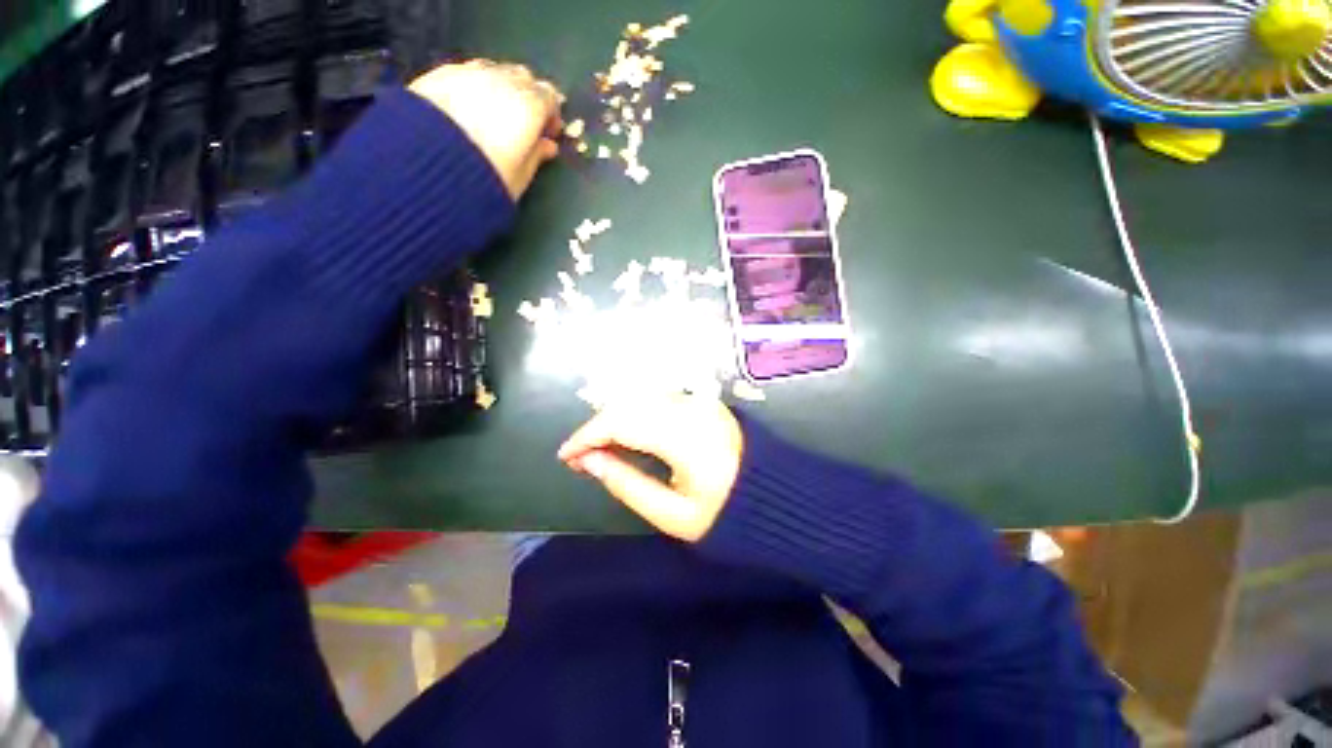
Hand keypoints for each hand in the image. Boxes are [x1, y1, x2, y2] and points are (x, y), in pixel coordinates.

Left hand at [409, 59, 563, 198]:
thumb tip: (548, 145)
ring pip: (494, 70)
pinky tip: (468, 108)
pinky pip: (466, 73)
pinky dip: (474, 85)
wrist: (426, 168)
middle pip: (523, 77)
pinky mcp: (439, 74)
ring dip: (500, 87)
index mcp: (528, 106)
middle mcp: (501, 81)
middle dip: (527, 96)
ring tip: (494, 114)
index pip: (549, 97)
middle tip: (523, 122)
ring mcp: (469, 73)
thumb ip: (537, 156)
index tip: (547, 134)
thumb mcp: (520, 177)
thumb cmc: (485, 179)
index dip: (551, 115)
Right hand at [557, 395, 743, 541]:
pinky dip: (636, 414)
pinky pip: (659, 401)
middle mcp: (691, 409)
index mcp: (685, 437)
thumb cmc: (727, 516)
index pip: (622, 423)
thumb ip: (627, 484)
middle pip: (629, 406)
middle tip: (581, 456)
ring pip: (642, 400)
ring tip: (600, 448)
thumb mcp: (672, 514)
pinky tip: (628, 434)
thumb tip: (590, 462)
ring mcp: (700, 402)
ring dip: (616, 419)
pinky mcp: (704, 403)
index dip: (587, 436)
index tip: (566, 456)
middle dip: (598, 428)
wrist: (777, 498)